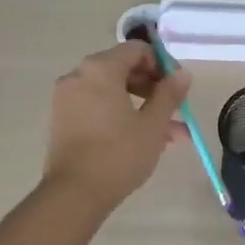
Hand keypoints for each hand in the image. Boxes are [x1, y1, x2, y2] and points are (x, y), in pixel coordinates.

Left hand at [43, 42, 189, 207]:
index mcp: (100, 69)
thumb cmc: (119, 154)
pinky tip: (143, 140)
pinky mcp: (63, 119)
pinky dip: (119, 115)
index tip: (178, 88)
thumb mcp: (153, 124)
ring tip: (170, 135)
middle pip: (123, 69)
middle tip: (176, 110)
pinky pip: (97, 106)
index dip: (162, 65)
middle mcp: (78, 75)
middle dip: (153, 89)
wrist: (74, 193)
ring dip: (141, 107)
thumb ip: (169, 94)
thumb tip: (182, 74)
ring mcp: (67, 98)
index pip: (137, 50)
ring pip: (112, 92)